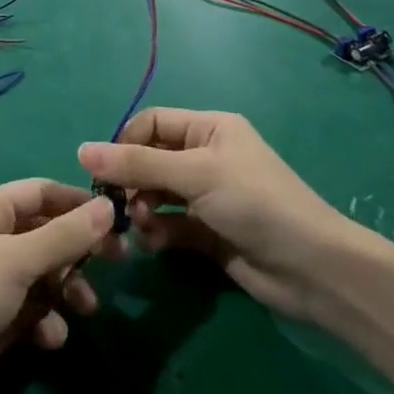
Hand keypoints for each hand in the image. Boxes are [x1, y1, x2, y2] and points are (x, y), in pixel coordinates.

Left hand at [0, 179, 118, 393]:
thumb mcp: (15, 261)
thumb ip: (64, 236)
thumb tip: (107, 207)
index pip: (42, 192)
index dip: (79, 203)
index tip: (119, 220)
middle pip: (46, 233)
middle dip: (79, 251)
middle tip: (119, 263)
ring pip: (43, 274)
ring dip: (66, 289)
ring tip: (85, 309)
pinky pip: (31, 309)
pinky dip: (45, 320)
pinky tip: (49, 339)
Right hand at [79, 109, 369, 326]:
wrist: (311, 269)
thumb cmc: (254, 203)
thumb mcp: (195, 174)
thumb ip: (138, 165)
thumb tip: (82, 151)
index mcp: (209, 129)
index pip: (152, 124)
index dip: (125, 143)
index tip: (104, 172)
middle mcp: (206, 157)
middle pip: (151, 161)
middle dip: (132, 182)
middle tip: (120, 207)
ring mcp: (208, 197)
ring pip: (157, 195)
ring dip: (143, 210)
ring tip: (142, 227)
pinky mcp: (208, 233)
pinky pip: (170, 225)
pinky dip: (158, 233)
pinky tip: (155, 245)